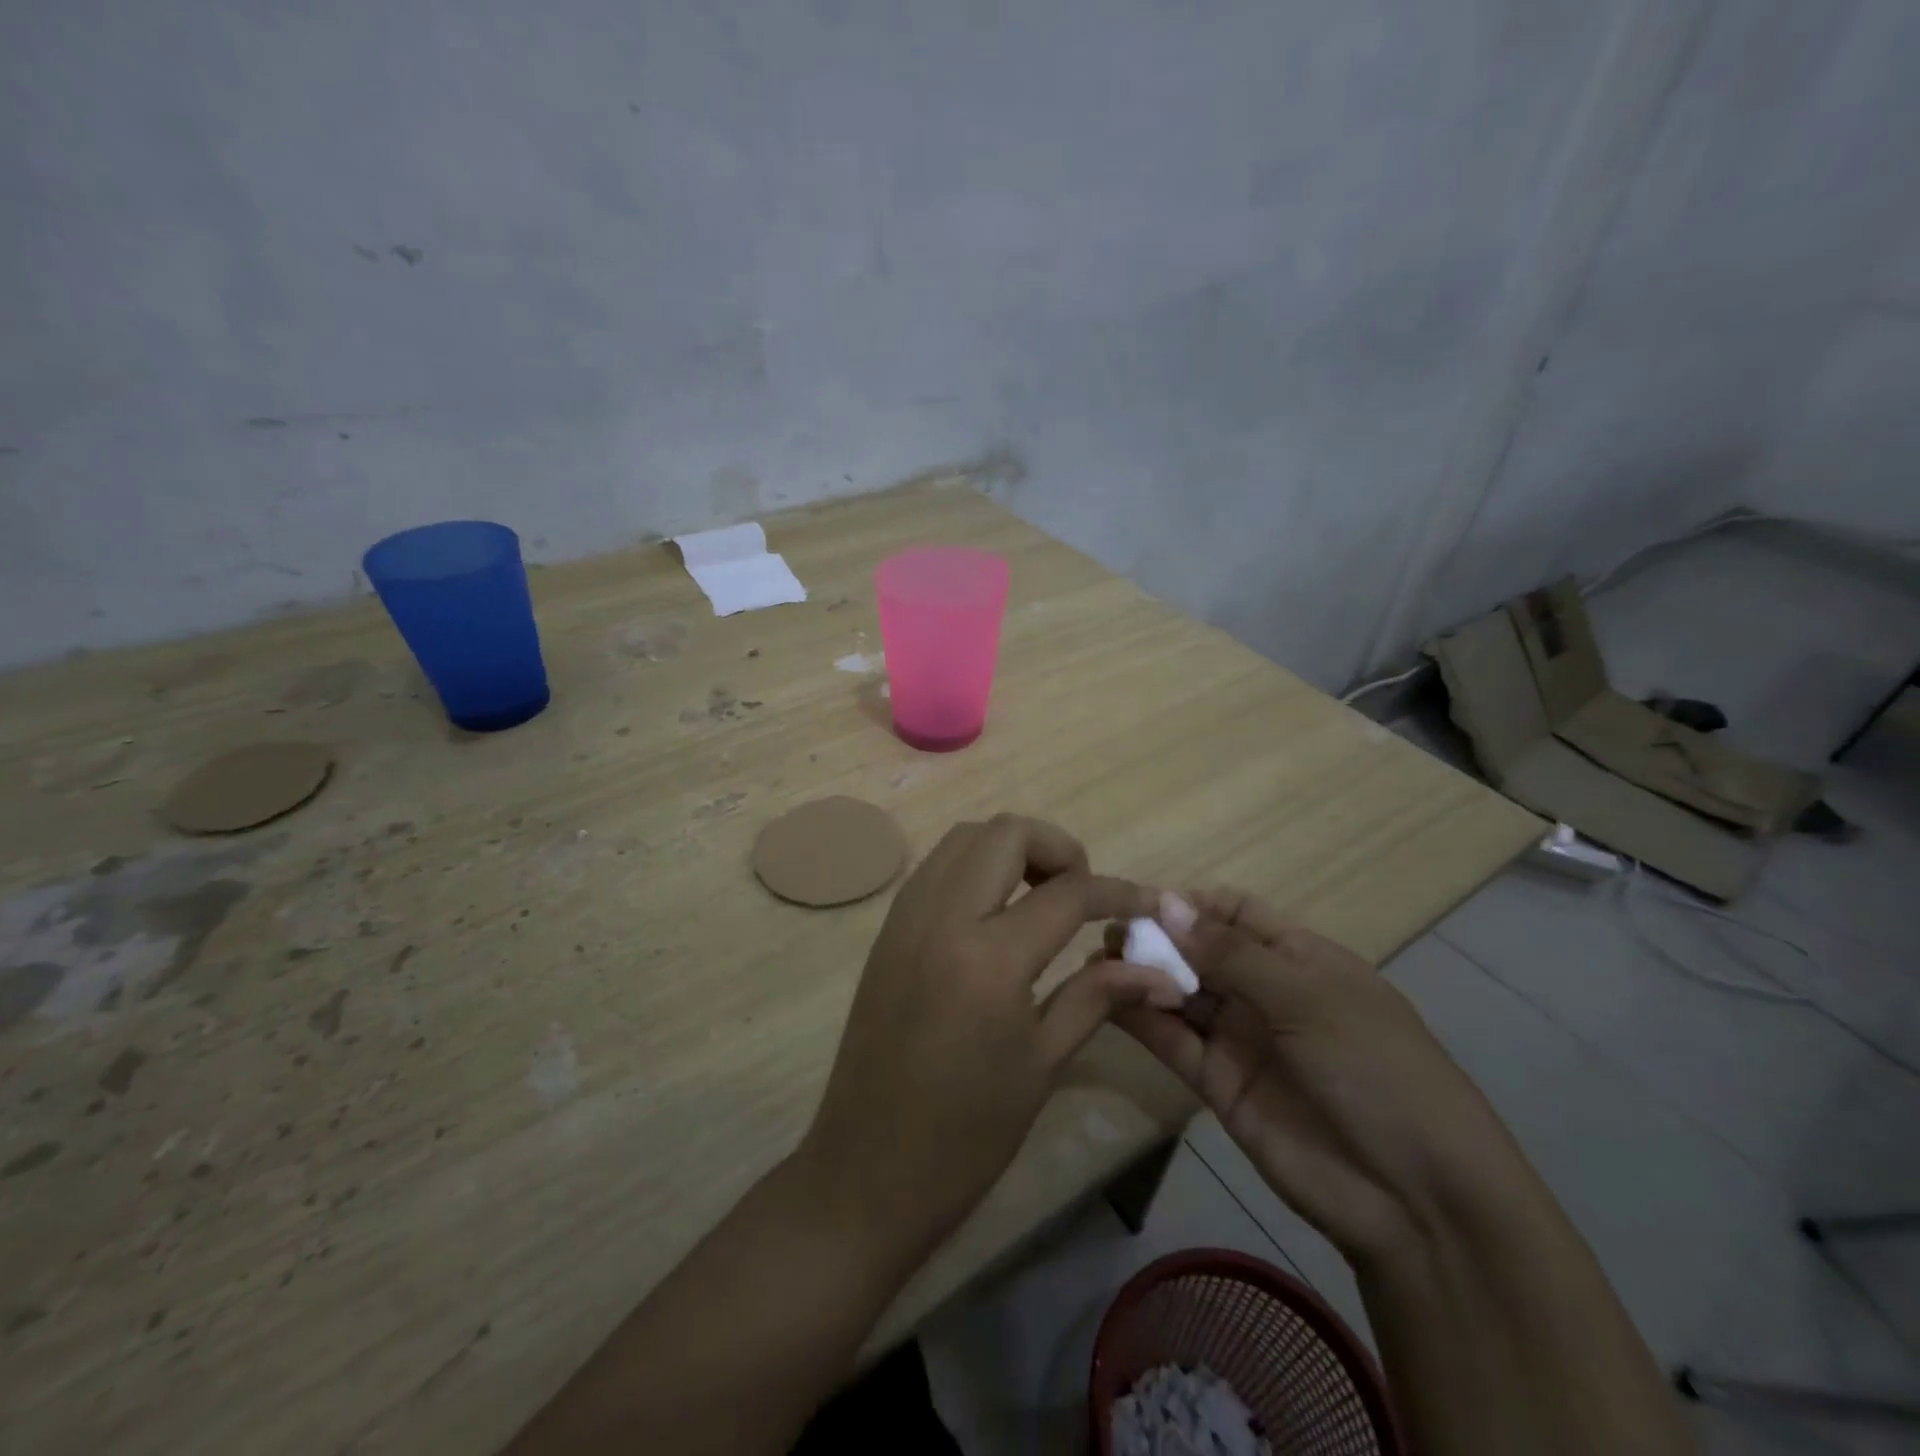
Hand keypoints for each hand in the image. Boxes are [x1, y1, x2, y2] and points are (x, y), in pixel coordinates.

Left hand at [797, 815, 1164, 1270]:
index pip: (1067, 893)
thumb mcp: (1042, 1062)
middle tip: (1081, 895)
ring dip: (1011, 850)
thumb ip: (1098, 996)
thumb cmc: (966, 1134)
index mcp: (989, 958)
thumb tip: (1160, 970)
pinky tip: (996, 914)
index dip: (1117, 891)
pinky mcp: (887, 930)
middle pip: (1007, 833)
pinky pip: (936, 867)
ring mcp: (906, 917)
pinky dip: (975, 867)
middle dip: (1058, 848)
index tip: (1147, 903)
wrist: (866, 1171)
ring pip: (965, 838)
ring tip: (1041, 898)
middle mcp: (941, 917)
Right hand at [1112, 890, 1525, 1265]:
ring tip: (1098, 959)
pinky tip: (1108, 997)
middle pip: (1200, 950)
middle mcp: (1265, 991)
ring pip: (1181, 993)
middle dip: (1158, 938)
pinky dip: (1142, 1018)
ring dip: (1143, 974)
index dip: (1191, 904)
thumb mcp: (1308, 998)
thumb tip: (1167, 902)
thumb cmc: (1374, 1070)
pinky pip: (1174, 1040)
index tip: (1142, 902)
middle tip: (1110, 932)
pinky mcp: (1217, 1083)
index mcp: (1300, 957)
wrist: (1413, 1199)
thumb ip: (1232, 954)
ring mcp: (1240, 1038)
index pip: (1235, 912)